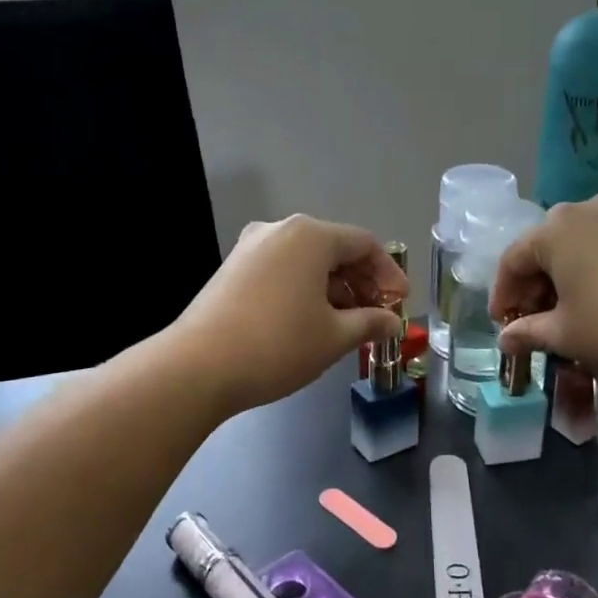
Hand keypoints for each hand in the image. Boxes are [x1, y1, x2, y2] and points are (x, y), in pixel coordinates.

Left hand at [174, 215, 406, 414]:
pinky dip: (305, 289)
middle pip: (334, 249)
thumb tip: (391, 322)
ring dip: (334, 288)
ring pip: (307, 261)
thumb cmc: (278, 345)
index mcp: (310, 235)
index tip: (399, 304)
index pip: (364, 244)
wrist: (198, 367)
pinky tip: (311, 321)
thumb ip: (370, 323)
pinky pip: (282, 270)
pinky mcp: (232, 269)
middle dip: (361, 282)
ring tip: (347, 325)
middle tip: (377, 316)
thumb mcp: (334, 337)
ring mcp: (250, 247)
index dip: (389, 274)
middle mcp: (279, 230)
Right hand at [490, 194, 597, 385]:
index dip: (503, 296)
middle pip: (544, 249)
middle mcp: (585, 209)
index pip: (512, 261)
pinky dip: (593, 275)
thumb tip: (506, 339)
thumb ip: (528, 332)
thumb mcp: (568, 335)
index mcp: (554, 228)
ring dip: (564, 282)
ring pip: (577, 248)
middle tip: (535, 326)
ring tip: (569, 319)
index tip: (504, 328)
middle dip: (534, 289)